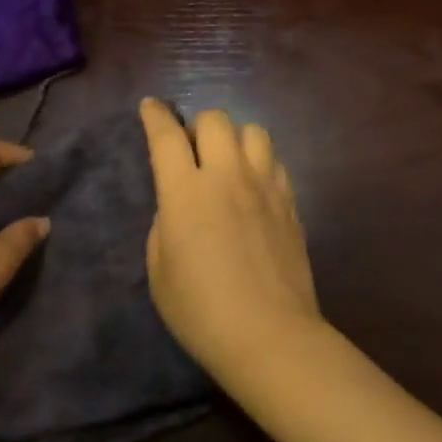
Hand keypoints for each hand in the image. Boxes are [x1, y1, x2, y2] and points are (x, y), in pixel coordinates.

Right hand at [139, 99, 321, 369]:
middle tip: (192, 151)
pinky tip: (254, 186)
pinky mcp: (291, 203)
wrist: (270, 334)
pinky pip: (276, 162)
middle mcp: (228, 176)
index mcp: (186, 192)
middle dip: (197, 126)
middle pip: (216, 120)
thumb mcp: (160, 271)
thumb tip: (179, 205)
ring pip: (253, 131)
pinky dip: (260, 162)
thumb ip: (166, 224)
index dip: (155, 116)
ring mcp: (266, 186)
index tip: (151, 107)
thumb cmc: (201, 312)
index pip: (167, 136)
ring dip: (234, 138)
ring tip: (228, 163)